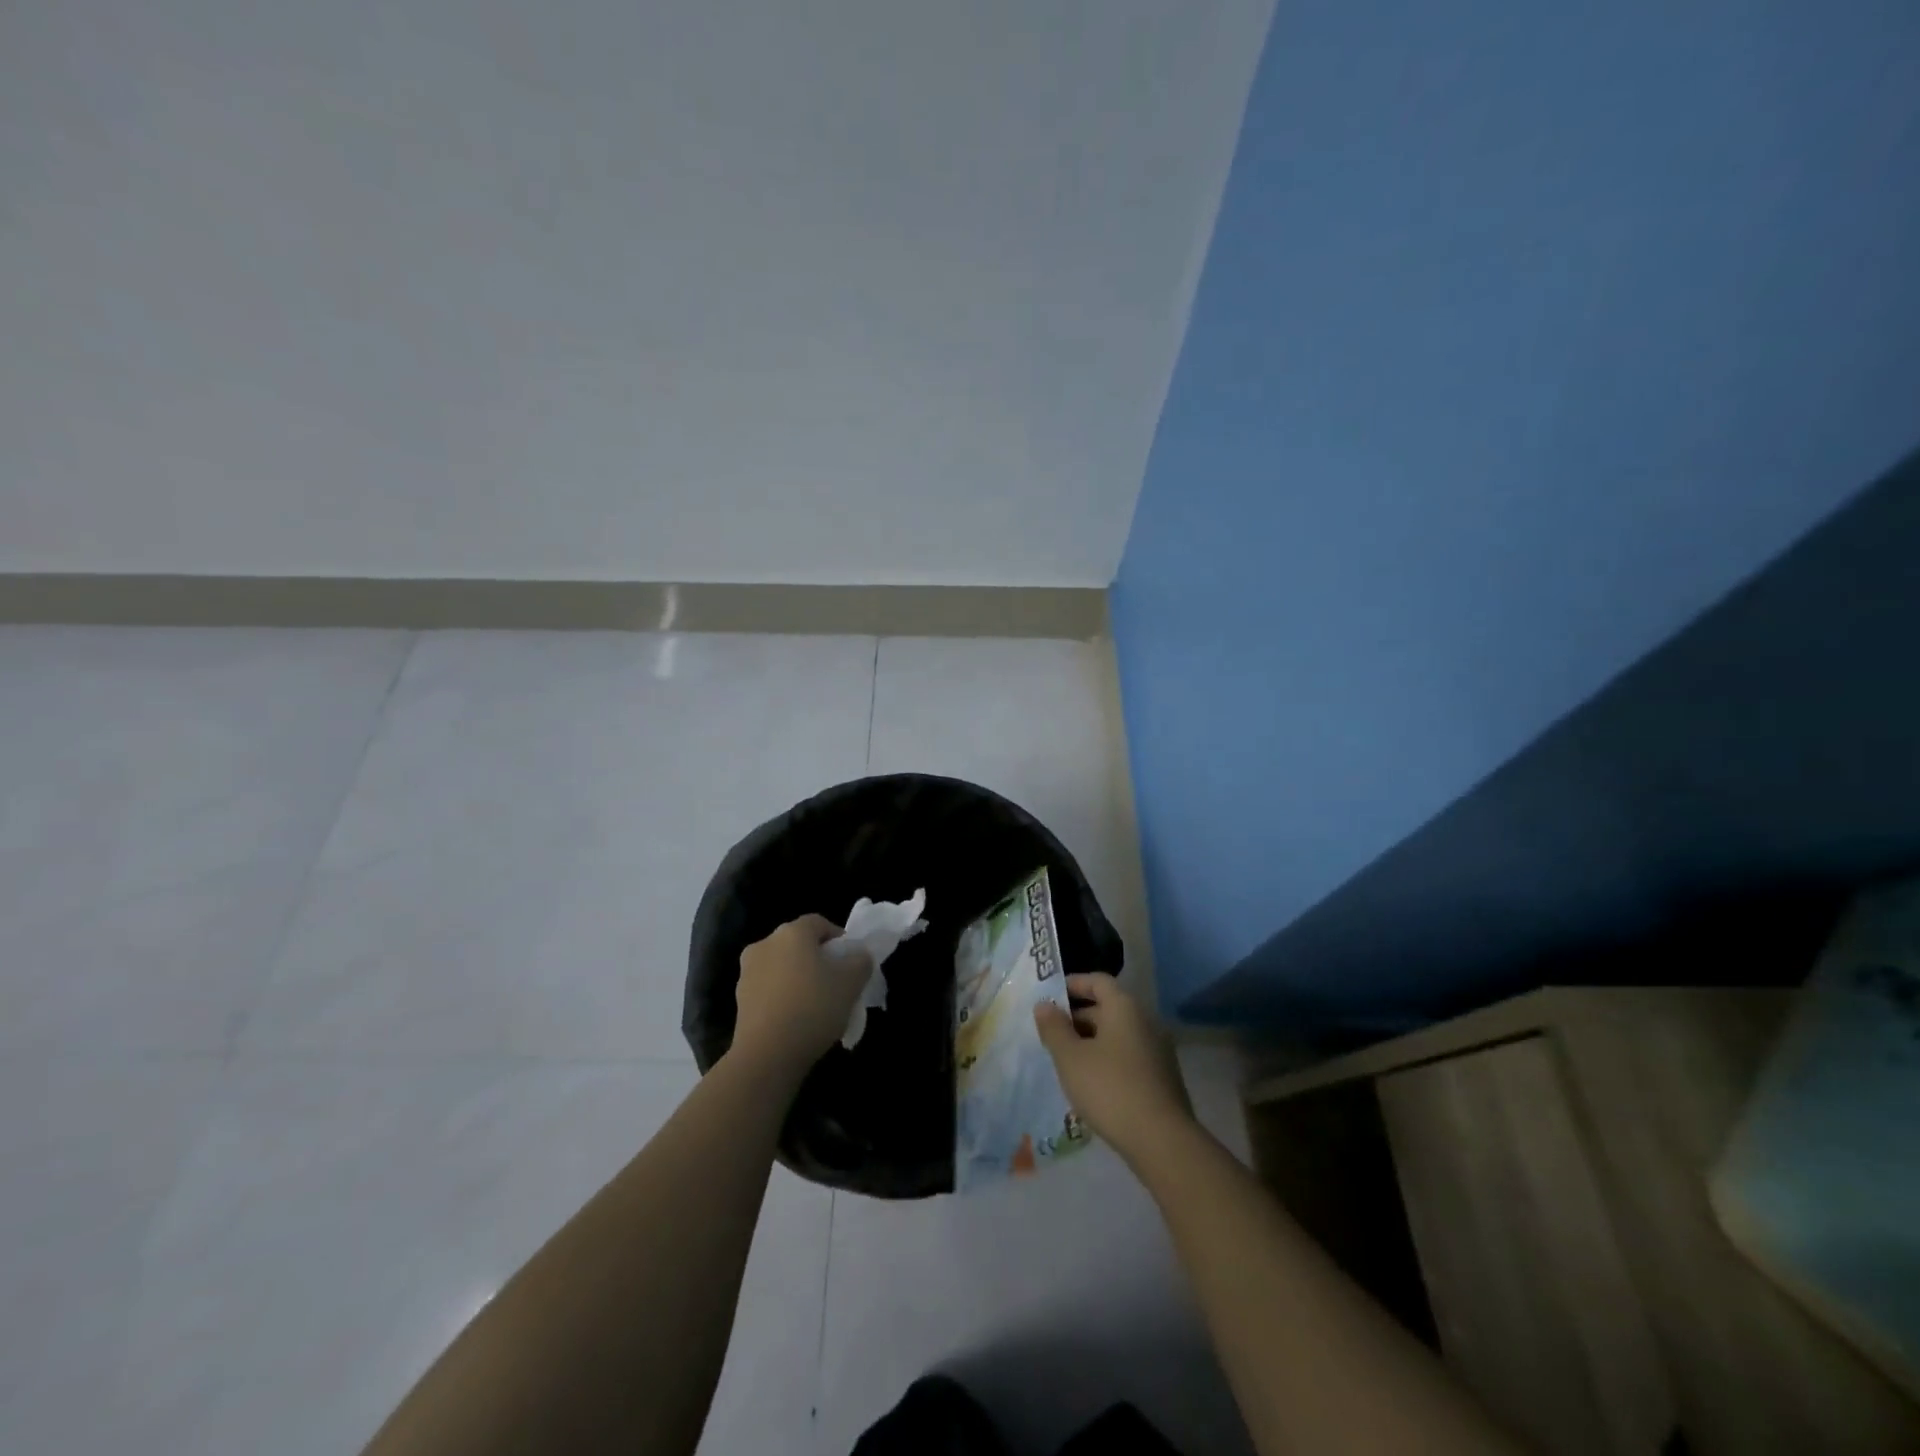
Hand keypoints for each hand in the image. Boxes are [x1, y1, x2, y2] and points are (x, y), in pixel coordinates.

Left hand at [731, 915, 871, 1076]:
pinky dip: (783, 996)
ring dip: (798, 977)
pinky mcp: (739, 999)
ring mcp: (747, 971)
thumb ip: (860, 962)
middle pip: (798, 944)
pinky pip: (769, 988)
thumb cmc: (813, 1007)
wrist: (767, 1055)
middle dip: (817, 958)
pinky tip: (796, 1019)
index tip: (850, 961)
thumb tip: (858, 955)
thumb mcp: (851, 983)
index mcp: (792, 932)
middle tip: (835, 982)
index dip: (838, 938)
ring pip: (782, 966)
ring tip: (815, 1004)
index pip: (819, 923)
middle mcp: (765, 944)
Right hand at [1035, 972, 1193, 1163]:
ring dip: (1092, 1041)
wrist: (1162, 1140)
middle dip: (1078, 1017)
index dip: (1073, 984)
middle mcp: (1145, 1021)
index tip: (1051, 996)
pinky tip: (1091, 1083)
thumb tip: (1044, 1005)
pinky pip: (1129, 1056)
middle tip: (1051, 1033)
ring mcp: (1158, 1050)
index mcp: (1125, 1007)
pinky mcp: (1162, 1077)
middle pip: (1108, 1007)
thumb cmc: (1110, 1088)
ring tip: (1066, 1059)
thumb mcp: (1071, 1057)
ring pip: (1118, 1034)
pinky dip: (1108, 1059)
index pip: (1098, 981)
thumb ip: (1054, 1028)